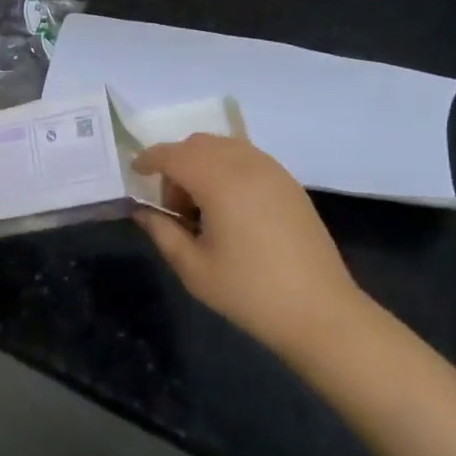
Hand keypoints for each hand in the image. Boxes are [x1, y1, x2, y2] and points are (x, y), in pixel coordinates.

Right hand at [132, 134, 371, 353]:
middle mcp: (247, 164)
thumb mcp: (193, 267)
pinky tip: (229, 207)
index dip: (149, 159)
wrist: (320, 312)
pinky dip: (226, 168)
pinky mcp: (289, 183)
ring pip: (224, 146)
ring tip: (201, 208)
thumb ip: (162, 231)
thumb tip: (143, 211)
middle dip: (176, 163)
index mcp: (220, 181)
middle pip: (198, 144)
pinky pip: (247, 158)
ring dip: (202, 164)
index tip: (135, 173)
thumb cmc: (249, 291)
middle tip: (172, 205)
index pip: (173, 154)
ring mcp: (273, 171)